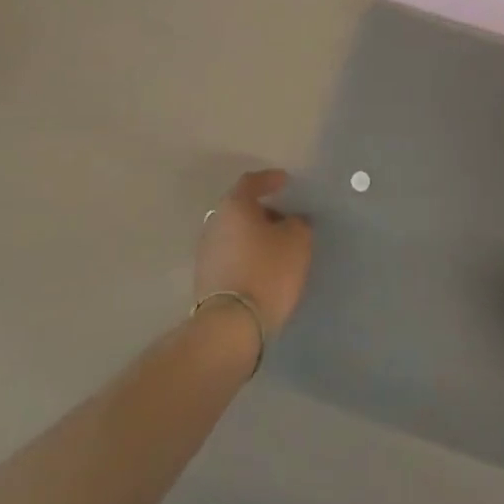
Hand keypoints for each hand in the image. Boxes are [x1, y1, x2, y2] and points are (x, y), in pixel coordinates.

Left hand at [196, 170, 311, 343]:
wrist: (231, 324)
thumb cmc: (268, 271)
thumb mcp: (297, 241)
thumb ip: (298, 223)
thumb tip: (291, 221)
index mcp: (235, 206)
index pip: (251, 182)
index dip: (270, 179)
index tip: (285, 182)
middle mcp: (215, 222)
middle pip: (241, 208)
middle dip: (263, 211)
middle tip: (286, 219)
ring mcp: (206, 252)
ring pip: (235, 233)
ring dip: (254, 236)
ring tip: (277, 247)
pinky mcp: (205, 278)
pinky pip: (230, 256)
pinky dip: (247, 256)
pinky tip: (263, 268)